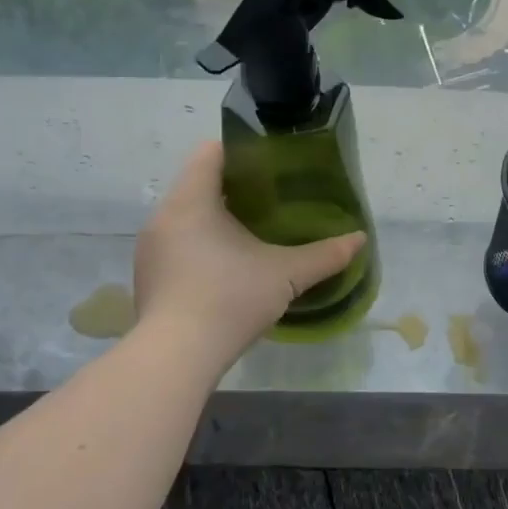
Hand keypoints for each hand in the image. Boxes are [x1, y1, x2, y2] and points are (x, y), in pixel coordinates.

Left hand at [134, 141, 366, 364]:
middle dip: (234, 188)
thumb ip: (324, 255)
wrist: (176, 357)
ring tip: (252, 234)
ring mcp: (151, 249)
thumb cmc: (230, 299)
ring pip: (186, 217)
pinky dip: (201, 246)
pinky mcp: (148, 278)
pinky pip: (177, 245)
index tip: (271, 165)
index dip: (242, 151)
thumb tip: (359, 239)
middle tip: (273, 200)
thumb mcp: (286, 274)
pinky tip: (227, 269)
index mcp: (191, 200)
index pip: (210, 152)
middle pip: (198, 184)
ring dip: (216, 219)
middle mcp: (164, 216)